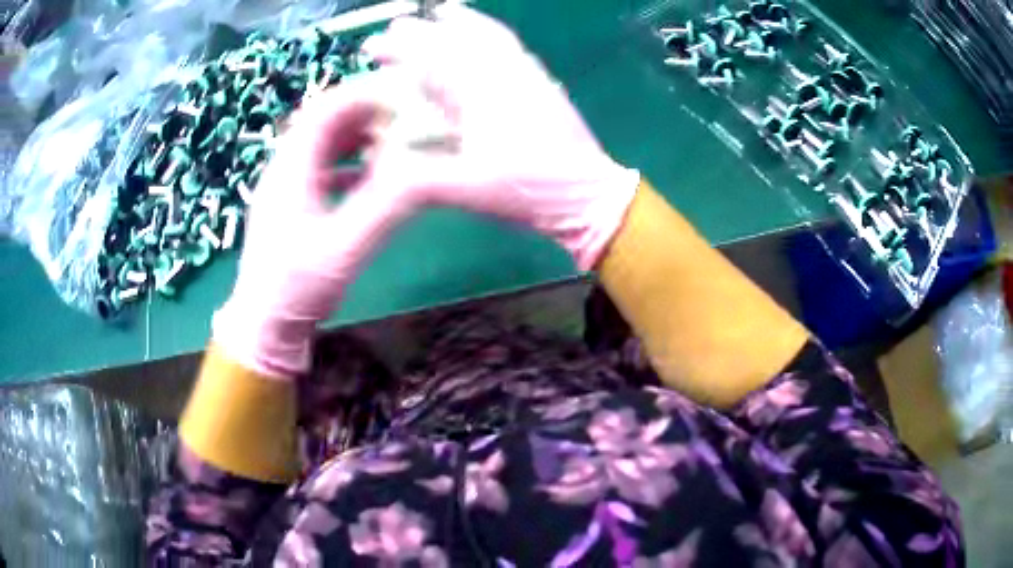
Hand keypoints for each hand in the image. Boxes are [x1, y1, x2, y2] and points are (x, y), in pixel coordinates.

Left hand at [213, 78, 410, 378]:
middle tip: (406, 115)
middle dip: (366, 112)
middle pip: (325, 122)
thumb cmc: (297, 288)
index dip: (363, 96)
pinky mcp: (292, 205)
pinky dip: (351, 163)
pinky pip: (323, 168)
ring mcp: (286, 187)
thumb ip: (385, 207)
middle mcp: (284, 168)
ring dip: (359, 137)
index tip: (403, 94)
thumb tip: (426, 172)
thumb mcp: (344, 248)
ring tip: (396, 140)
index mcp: (291, 169)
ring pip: (324, 144)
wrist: (264, 325)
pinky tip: (374, 176)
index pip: (325, 110)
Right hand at [363, 5, 640, 269]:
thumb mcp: (470, 191)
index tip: (374, 45)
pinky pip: (513, 49)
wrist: (590, 198)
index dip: (401, 52)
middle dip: (424, 32)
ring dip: (463, 23)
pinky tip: (488, 36)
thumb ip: (421, 180)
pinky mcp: (543, 85)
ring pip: (491, 39)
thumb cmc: (531, 192)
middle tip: (396, 25)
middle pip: (460, 42)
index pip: (434, 63)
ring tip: (444, 12)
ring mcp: (529, 77)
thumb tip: (380, 172)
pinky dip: (494, 34)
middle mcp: (506, 77)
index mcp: (483, 97)